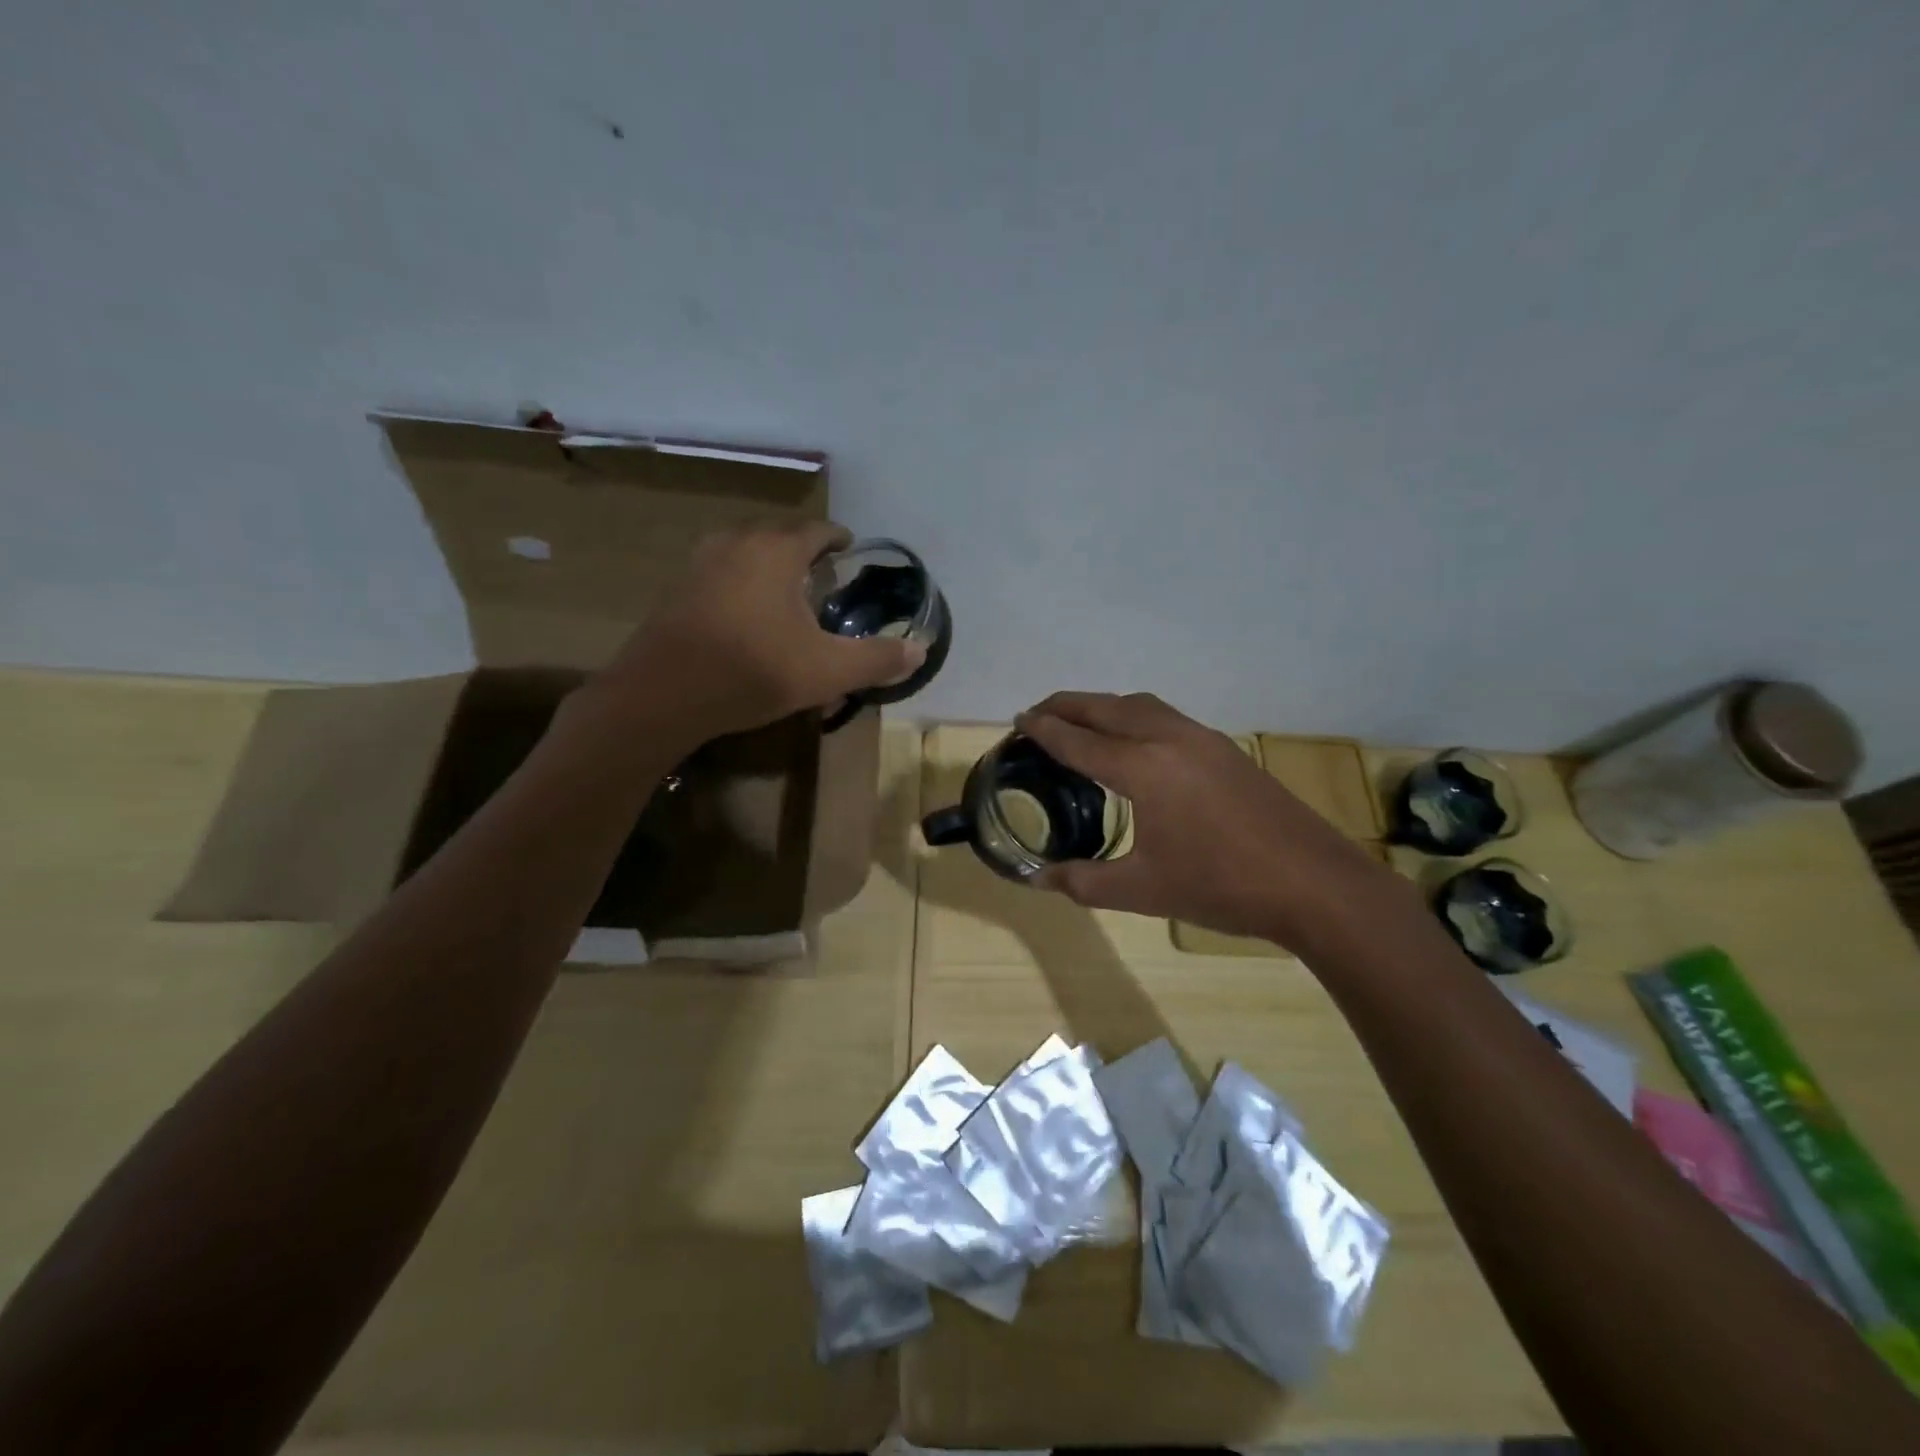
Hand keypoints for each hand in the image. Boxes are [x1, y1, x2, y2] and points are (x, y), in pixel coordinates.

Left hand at [593, 521, 924, 742]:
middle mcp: (736, 543)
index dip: (839, 540)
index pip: (818, 530)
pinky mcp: (677, 590)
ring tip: (788, 596)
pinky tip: (748, 618)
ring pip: (747, 553)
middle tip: (825, 578)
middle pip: (780, 536)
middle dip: (805, 552)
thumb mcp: (828, 671)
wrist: (662, 694)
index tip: (851, 552)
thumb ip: (877, 659)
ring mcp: (700, 563)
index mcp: (776, 550)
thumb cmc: (754, 671)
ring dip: (770, 567)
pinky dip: (742, 585)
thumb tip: (920, 651)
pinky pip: (722, 574)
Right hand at [1017, 692, 1394, 947]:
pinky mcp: (1225, 749)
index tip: (1018, 719)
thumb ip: (1083, 881)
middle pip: (1107, 708)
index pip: (1079, 741)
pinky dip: (1134, 716)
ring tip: (1079, 721)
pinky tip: (1134, 743)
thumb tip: (1036, 879)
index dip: (1044, 730)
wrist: (1313, 884)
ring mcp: (1203, 739)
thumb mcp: (1142, 891)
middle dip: (1068, 705)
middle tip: (1038, 713)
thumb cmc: (1221, 887)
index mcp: (1143, 769)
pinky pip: (1165, 716)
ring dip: (1103, 706)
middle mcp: (1169, 739)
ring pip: (1140, 705)